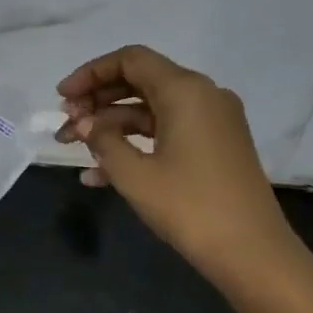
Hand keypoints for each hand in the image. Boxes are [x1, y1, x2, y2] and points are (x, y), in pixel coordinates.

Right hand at [56, 45, 300, 283]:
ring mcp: (211, 122)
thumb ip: (102, 140)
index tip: (61, 97)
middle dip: (97, 100)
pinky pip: (165, 132)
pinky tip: (98, 174)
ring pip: (150, 109)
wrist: (251, 252)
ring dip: (110, 125)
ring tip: (74, 148)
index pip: (130, 60)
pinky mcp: (213, 146)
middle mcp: (202, 96)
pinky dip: (133, 143)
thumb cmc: (189, 206)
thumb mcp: (134, 174)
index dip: (90, 73)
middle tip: (65, 123)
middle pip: (139, 81)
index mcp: (185, 91)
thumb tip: (83, 123)